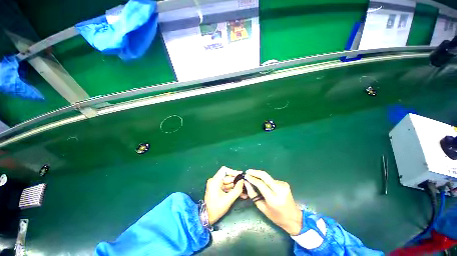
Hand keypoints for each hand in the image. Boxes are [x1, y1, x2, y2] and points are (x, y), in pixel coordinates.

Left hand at [205, 166, 244, 224]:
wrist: (206, 217)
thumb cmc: (216, 208)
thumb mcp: (228, 199)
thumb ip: (237, 189)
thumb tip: (243, 181)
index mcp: (215, 181)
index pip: (224, 170)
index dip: (233, 171)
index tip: (240, 175)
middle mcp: (214, 181)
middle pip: (227, 177)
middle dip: (236, 181)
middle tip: (245, 184)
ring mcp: (215, 185)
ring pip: (228, 183)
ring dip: (236, 186)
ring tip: (245, 191)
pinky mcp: (217, 189)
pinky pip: (226, 187)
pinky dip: (232, 190)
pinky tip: (240, 194)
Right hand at [244, 169, 302, 235]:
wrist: (294, 218)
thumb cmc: (277, 217)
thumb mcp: (262, 208)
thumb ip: (253, 195)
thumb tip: (246, 183)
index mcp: (273, 199)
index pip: (260, 184)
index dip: (252, 178)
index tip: (245, 176)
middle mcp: (279, 190)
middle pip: (264, 175)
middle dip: (255, 172)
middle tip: (248, 171)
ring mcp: (283, 185)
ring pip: (268, 177)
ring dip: (260, 176)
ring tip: (254, 179)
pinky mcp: (285, 183)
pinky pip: (271, 179)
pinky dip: (266, 180)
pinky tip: (264, 184)